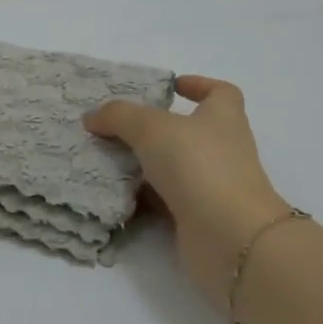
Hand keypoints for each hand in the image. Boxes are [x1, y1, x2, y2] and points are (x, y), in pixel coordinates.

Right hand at [85, 76, 291, 312]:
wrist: (229, 237)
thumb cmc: (199, 165)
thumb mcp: (151, 128)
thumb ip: (119, 116)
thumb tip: (93, 116)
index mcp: (223, 117)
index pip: (220, 92)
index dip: (198, 85)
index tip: (171, 87)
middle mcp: (224, 149)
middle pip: (191, 131)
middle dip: (157, 129)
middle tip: (120, 126)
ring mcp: (214, 186)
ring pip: (176, 168)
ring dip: (146, 165)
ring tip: (108, 158)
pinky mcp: (200, 218)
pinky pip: (167, 201)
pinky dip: (145, 198)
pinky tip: (116, 195)